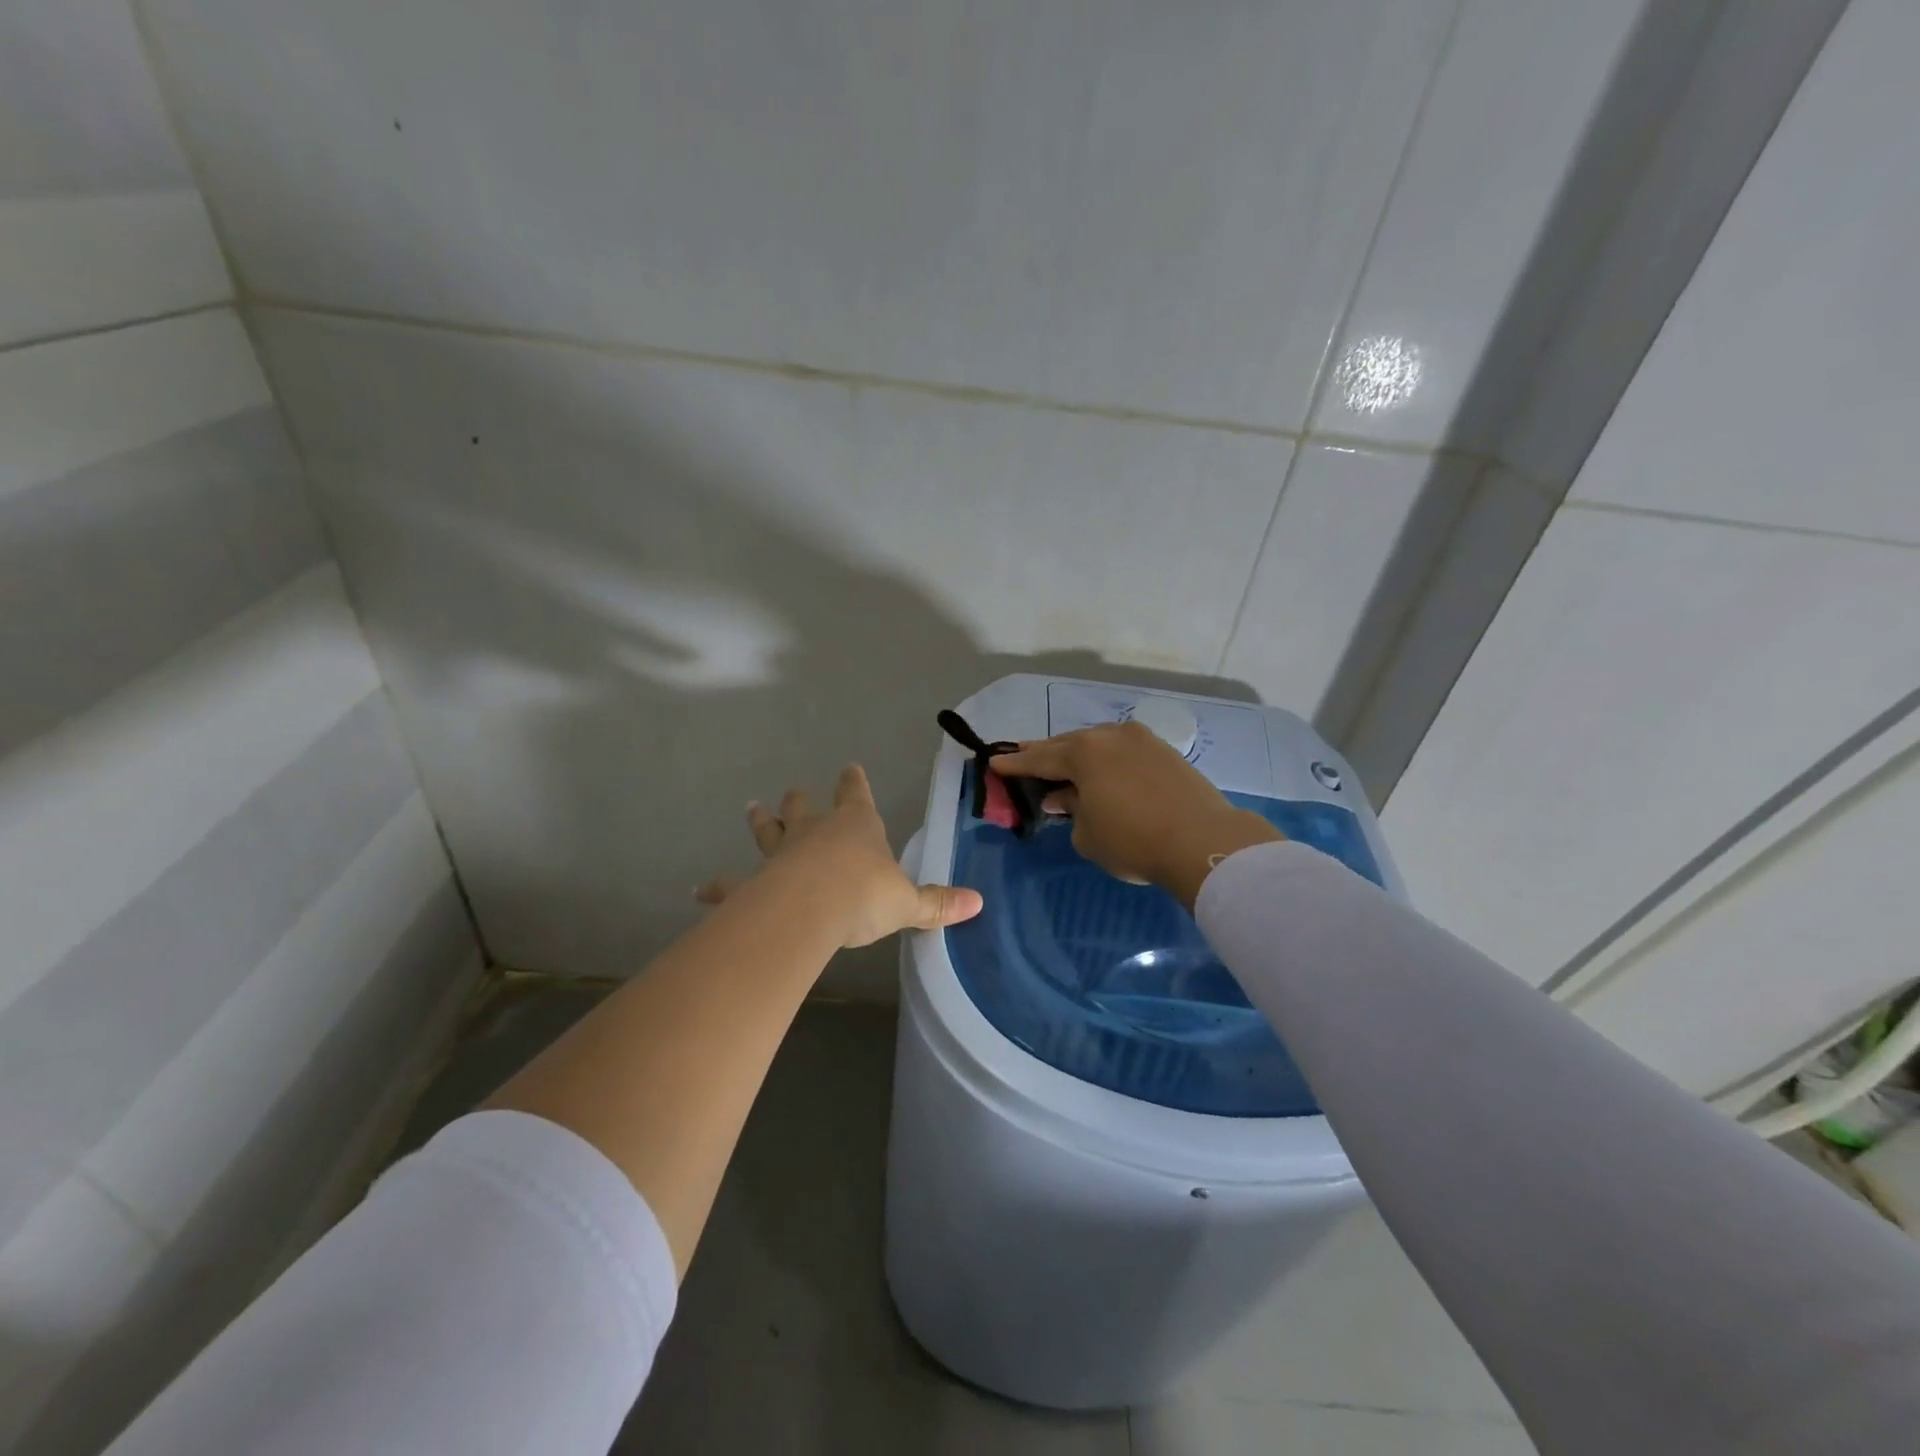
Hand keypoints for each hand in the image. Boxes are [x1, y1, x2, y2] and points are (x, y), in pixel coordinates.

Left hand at [697, 765, 983, 946]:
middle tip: (791, 793)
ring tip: (751, 808)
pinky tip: (699, 891)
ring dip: (762, 822)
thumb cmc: (864, 895)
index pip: (856, 794)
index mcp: (856, 826)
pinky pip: (733, 884)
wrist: (811, 909)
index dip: (854, 782)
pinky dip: (718, 887)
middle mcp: (815, 832)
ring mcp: (781, 855)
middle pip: (805, 809)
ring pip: (769, 833)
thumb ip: (938, 903)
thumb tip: (978, 903)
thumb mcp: (908, 902)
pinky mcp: (754, 883)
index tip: (849, 767)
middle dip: (801, 801)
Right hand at [991, 722, 1279, 906]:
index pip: (1039, 758)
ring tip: (1064, 768)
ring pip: (1099, 745)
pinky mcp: (1165, 752)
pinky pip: (1122, 751)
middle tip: (1024, 759)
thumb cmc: (1133, 840)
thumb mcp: (1087, 834)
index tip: (995, 762)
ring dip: (1079, 757)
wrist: (1203, 842)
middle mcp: (1110, 735)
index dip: (1015, 764)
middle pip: (1069, 744)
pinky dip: (1106, 761)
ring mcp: (1142, 740)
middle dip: (1045, 755)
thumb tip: (1067, 797)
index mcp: (1084, 752)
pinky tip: (1102, 774)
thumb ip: (1070, 810)